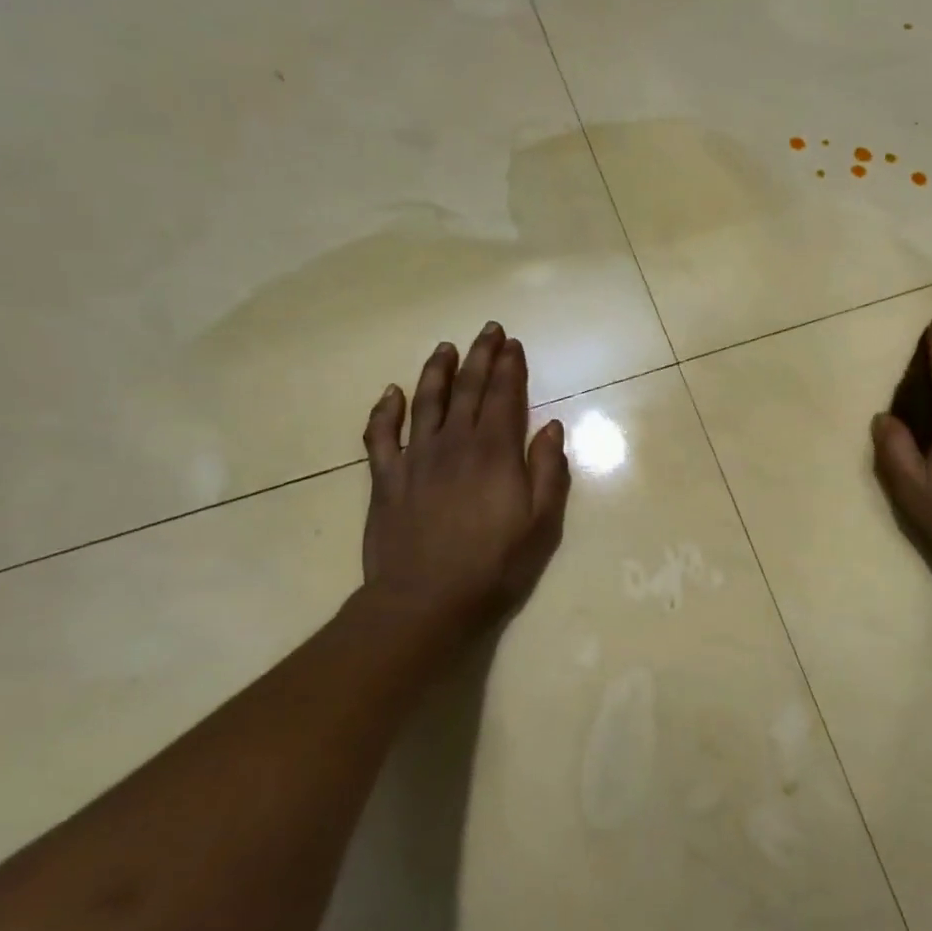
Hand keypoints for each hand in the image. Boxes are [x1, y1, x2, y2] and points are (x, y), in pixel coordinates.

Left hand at [359, 323, 570, 630]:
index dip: (510, 367)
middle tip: (488, 330)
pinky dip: (385, 410)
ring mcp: (416, 458)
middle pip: (468, 389)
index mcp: (495, 452)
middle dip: (480, 356)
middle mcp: (455, 443)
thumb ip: (548, 470)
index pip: (505, 396)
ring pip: (426, 401)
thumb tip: (550, 426)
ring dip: (437, 371)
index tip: (513, 344)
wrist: (426, 600)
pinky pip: (381, 435)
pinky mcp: (386, 479)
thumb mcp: (542, 523)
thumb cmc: (495, 565)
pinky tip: (391, 392)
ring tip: (445, 347)